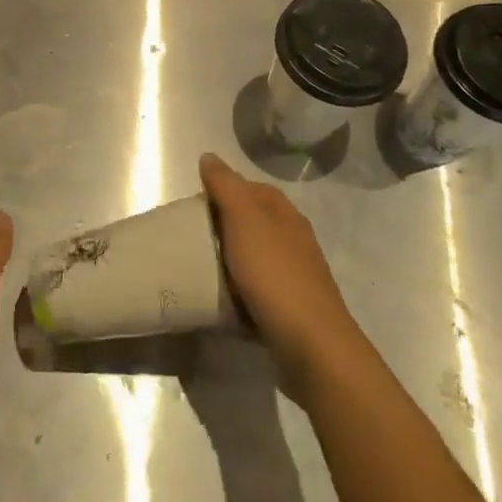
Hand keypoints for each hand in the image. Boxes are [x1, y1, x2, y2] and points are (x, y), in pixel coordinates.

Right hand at [201, 153, 367, 400]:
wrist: (311, 345)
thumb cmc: (274, 274)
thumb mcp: (245, 220)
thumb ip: (226, 186)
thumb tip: (209, 156)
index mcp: (285, 214)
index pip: (250, 188)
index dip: (222, 190)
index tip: (193, 207)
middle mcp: (293, 239)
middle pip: (251, 222)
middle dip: (222, 226)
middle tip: (190, 238)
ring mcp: (294, 275)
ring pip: (254, 256)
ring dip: (229, 259)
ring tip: (199, 268)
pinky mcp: (290, 307)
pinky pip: (256, 289)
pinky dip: (238, 290)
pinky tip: (221, 299)